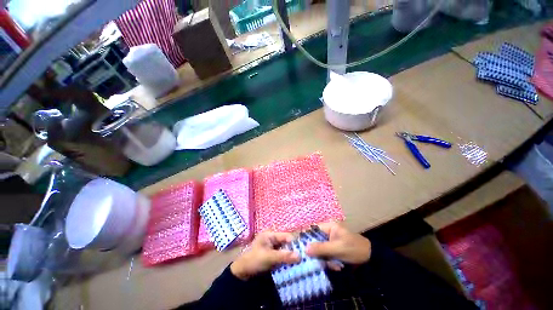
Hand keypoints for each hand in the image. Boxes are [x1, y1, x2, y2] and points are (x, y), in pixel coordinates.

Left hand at [230, 231, 299, 279]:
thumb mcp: (269, 257)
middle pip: (287, 242)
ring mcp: (273, 246)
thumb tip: (300, 256)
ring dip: (291, 255)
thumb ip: (284, 256)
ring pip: (286, 249)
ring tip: (300, 263)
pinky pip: (283, 255)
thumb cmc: (254, 260)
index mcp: (271, 234)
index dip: (295, 243)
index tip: (304, 252)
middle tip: (304, 258)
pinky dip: (287, 259)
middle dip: (294, 250)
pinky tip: (293, 265)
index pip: (286, 236)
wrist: (243, 272)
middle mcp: (273, 238)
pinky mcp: (273, 254)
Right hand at [306, 222, 370, 269]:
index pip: (313, 229)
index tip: (302, 248)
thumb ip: (321, 248)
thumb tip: (305, 249)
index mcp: (329, 226)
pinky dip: (330, 261)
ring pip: (320, 249)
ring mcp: (331, 241)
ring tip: (334, 265)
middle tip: (322, 261)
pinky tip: (337, 266)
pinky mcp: (334, 249)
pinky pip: (326, 254)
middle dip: (318, 252)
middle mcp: (328, 232)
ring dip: (325, 259)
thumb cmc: (353, 249)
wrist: (371, 258)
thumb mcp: (337, 248)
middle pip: (316, 240)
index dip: (307, 237)